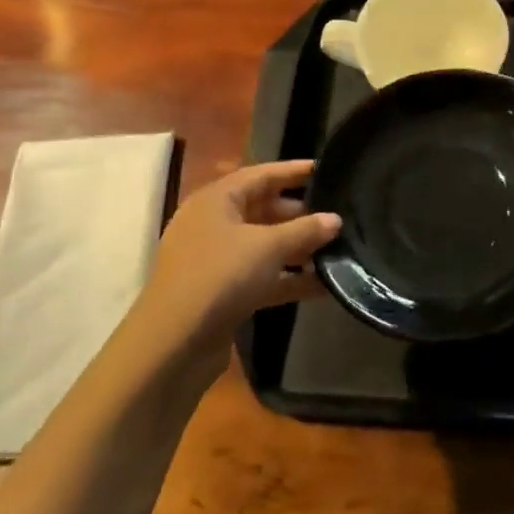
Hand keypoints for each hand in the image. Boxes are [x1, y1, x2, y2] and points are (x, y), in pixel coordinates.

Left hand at [122, 160, 338, 371]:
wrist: (174, 344)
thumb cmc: (220, 276)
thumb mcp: (268, 247)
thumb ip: (305, 230)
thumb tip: (335, 219)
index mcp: (217, 200)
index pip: (261, 174)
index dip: (294, 170)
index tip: (327, 169)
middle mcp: (214, 224)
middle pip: (264, 209)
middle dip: (301, 213)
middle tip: (339, 214)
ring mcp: (217, 260)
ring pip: (265, 245)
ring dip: (299, 248)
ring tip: (339, 248)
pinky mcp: (223, 292)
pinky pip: (263, 276)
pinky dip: (289, 278)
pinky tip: (324, 285)